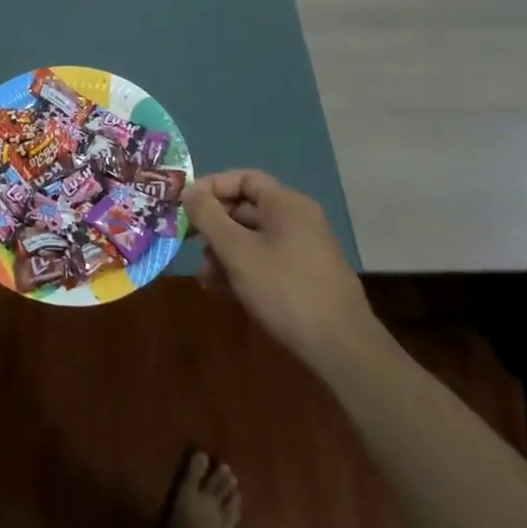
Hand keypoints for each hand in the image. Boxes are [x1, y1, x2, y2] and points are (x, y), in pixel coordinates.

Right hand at [182, 170, 381, 366]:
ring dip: (224, 253)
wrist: (341, 348)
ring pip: (253, 239)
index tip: (185, 206)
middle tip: (190, 246)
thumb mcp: (237, 251)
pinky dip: (243, 270)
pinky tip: (224, 292)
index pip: (244, 178)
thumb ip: (209, 217)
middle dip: (214, 227)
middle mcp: (298, 220)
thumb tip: (188, 190)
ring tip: (206, 279)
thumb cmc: (285, 289)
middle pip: (246, 209)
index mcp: (286, 204)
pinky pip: (266, 261)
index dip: (211, 187)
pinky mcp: (305, 277)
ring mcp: (304, 250)